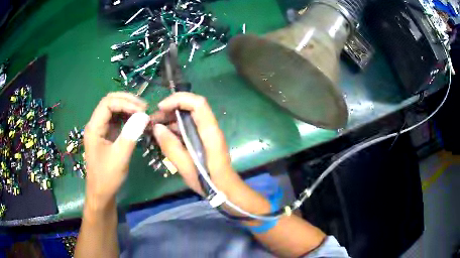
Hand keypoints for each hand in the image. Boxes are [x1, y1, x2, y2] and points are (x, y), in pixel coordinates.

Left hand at [84, 92, 149, 210]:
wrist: (101, 193)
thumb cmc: (107, 177)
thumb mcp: (120, 156)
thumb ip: (131, 134)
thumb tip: (144, 115)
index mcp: (94, 127)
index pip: (108, 103)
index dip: (125, 102)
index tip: (142, 111)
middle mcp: (95, 124)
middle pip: (110, 102)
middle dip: (127, 101)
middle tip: (144, 108)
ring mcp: (100, 129)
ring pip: (113, 109)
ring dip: (128, 108)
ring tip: (143, 113)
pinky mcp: (106, 135)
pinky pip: (116, 120)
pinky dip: (127, 117)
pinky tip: (136, 121)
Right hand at [151, 92, 269, 214]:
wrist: (225, 190)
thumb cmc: (208, 180)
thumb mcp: (186, 166)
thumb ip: (171, 146)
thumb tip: (157, 128)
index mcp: (209, 132)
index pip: (198, 103)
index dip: (178, 99)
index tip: (161, 108)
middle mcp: (209, 128)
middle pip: (191, 107)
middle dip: (170, 109)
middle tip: (153, 120)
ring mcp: (206, 133)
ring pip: (188, 117)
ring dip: (171, 118)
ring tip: (154, 128)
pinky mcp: (203, 140)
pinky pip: (188, 127)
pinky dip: (175, 128)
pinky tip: (163, 136)